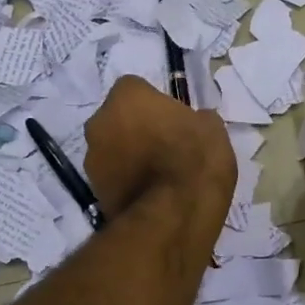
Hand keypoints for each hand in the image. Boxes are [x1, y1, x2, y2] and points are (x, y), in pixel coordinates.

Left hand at [84, 77, 235, 239]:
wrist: (174, 215)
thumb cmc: (195, 160)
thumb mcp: (213, 130)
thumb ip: (197, 119)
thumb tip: (196, 122)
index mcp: (127, 96)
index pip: (136, 89)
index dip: (154, 104)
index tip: (172, 121)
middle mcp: (100, 121)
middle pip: (117, 118)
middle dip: (135, 129)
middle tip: (164, 146)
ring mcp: (92, 158)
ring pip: (111, 149)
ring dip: (128, 156)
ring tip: (158, 176)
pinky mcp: (93, 191)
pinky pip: (112, 178)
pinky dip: (126, 182)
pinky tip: (150, 195)